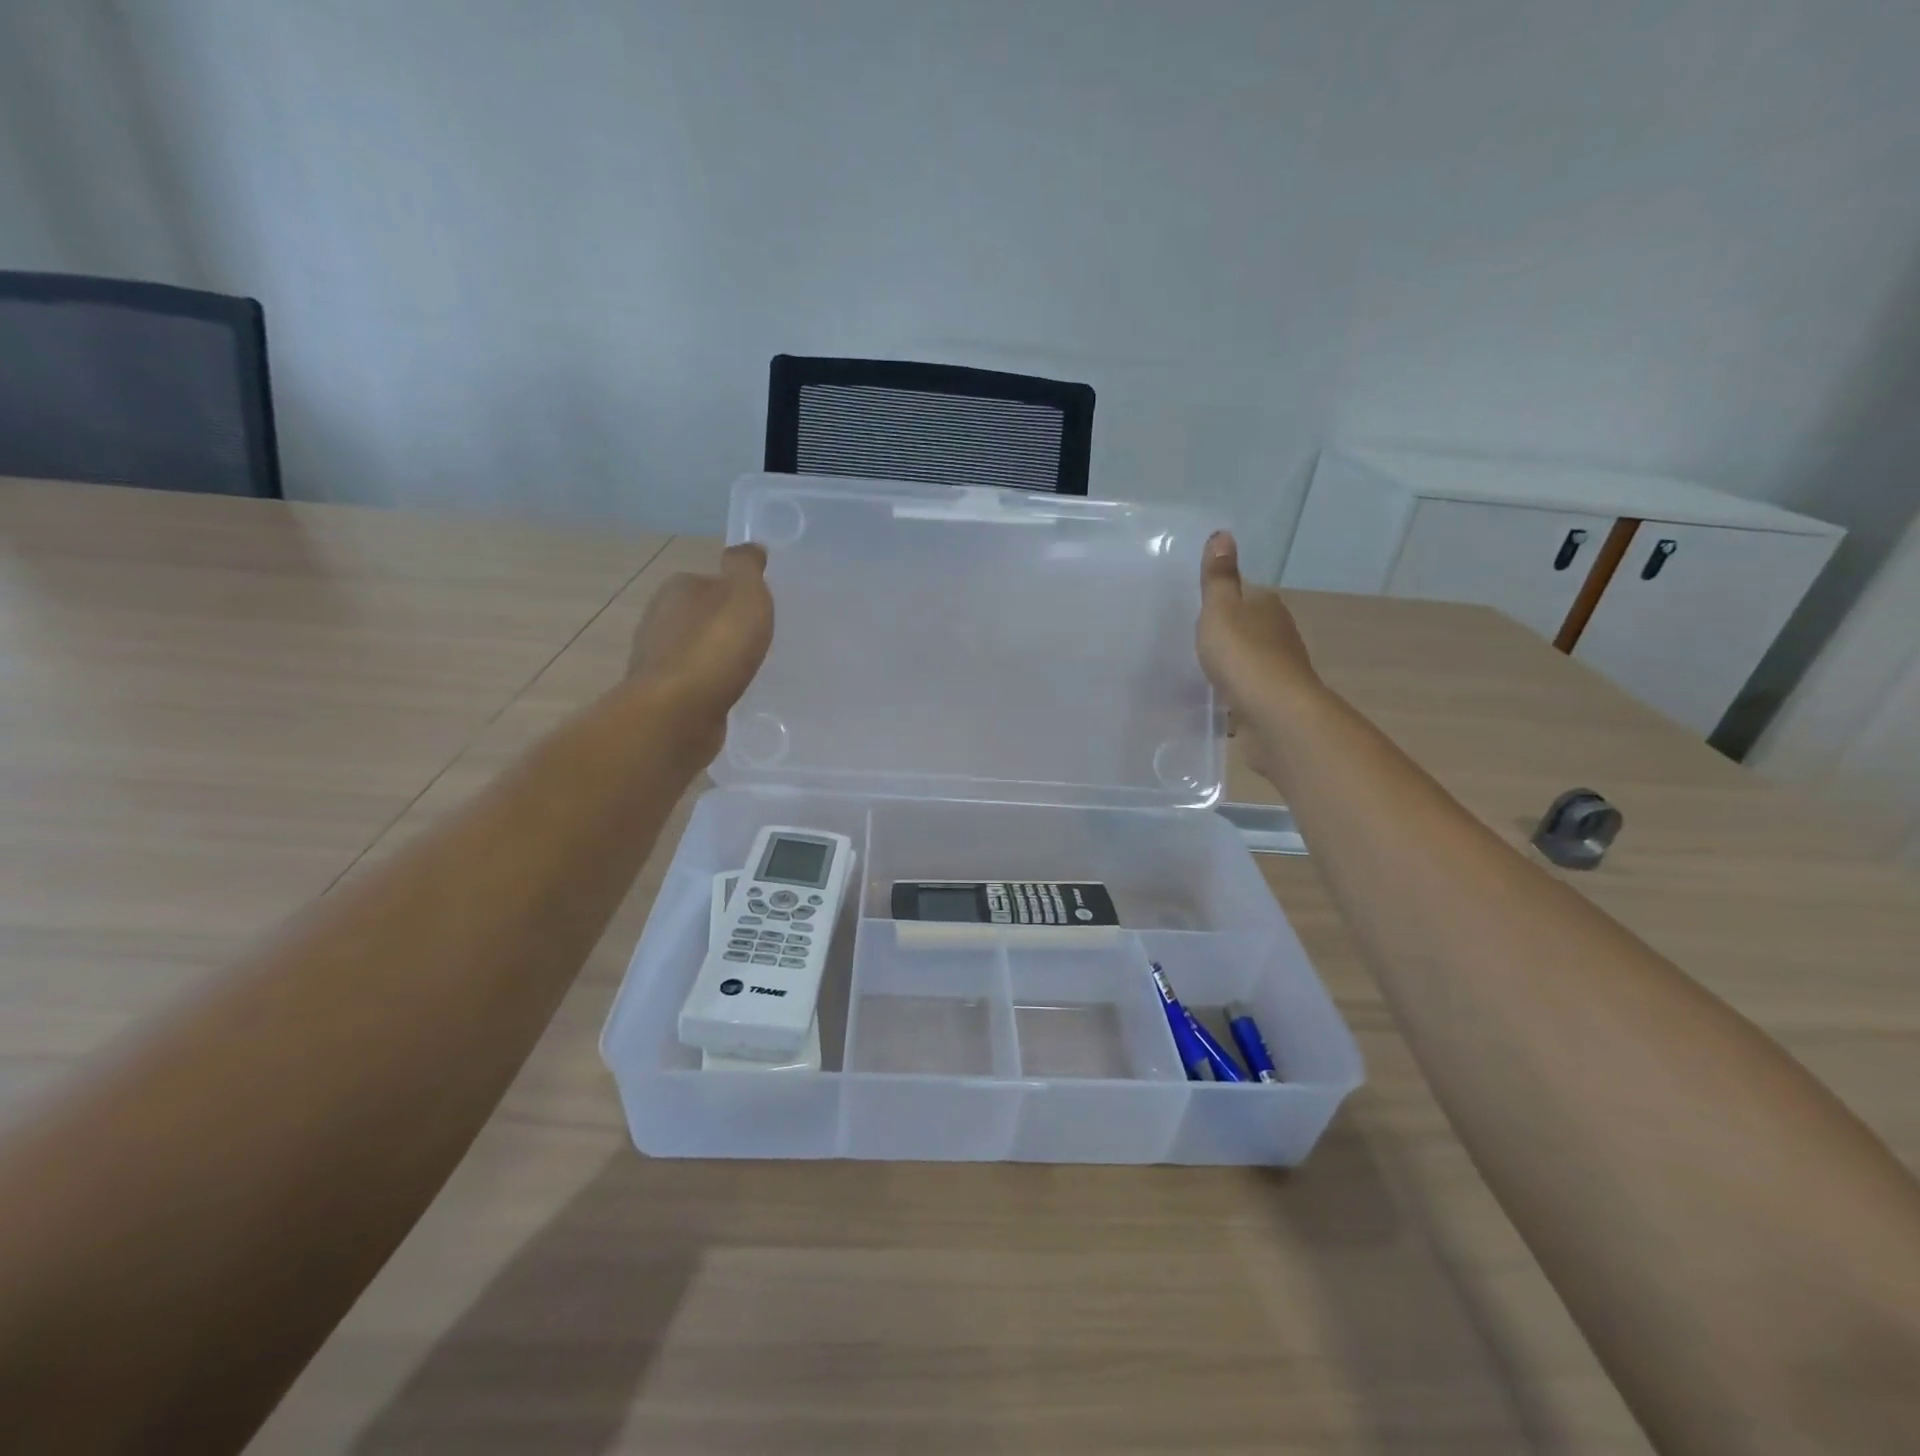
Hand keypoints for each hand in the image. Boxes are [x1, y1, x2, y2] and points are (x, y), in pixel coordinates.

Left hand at [627, 543, 773, 743]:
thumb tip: (750, 548)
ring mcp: (657, 659)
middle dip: (724, 627)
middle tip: (758, 641)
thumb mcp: (744, 595)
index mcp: (677, 589)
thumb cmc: (715, 649)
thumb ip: (746, 568)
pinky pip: (694, 682)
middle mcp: (659, 618)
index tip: (758, 611)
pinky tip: (729, 694)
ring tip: (747, 670)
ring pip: (695, 650)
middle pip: (700, 615)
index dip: (735, 594)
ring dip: (716, 658)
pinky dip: (709, 685)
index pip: (709, 581)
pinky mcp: (663, 694)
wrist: (677, 714)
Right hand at [1196, 530, 1318, 714]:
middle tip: (1195, 641)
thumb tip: (1223, 533)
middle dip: (1228, 634)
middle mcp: (1280, 633)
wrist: (1274, 712)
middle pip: (1250, 627)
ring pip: (1251, 659)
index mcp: (1267, 606)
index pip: (1246, 595)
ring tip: (1201, 670)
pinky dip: (1236, 690)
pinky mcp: (1274, 699)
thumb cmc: (1243, 654)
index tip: (1200, 613)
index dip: (1224, 602)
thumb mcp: (1220, 609)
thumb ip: (1218, 577)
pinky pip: (1249, 688)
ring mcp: (1280, 668)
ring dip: (1233, 663)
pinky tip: (1218, 698)